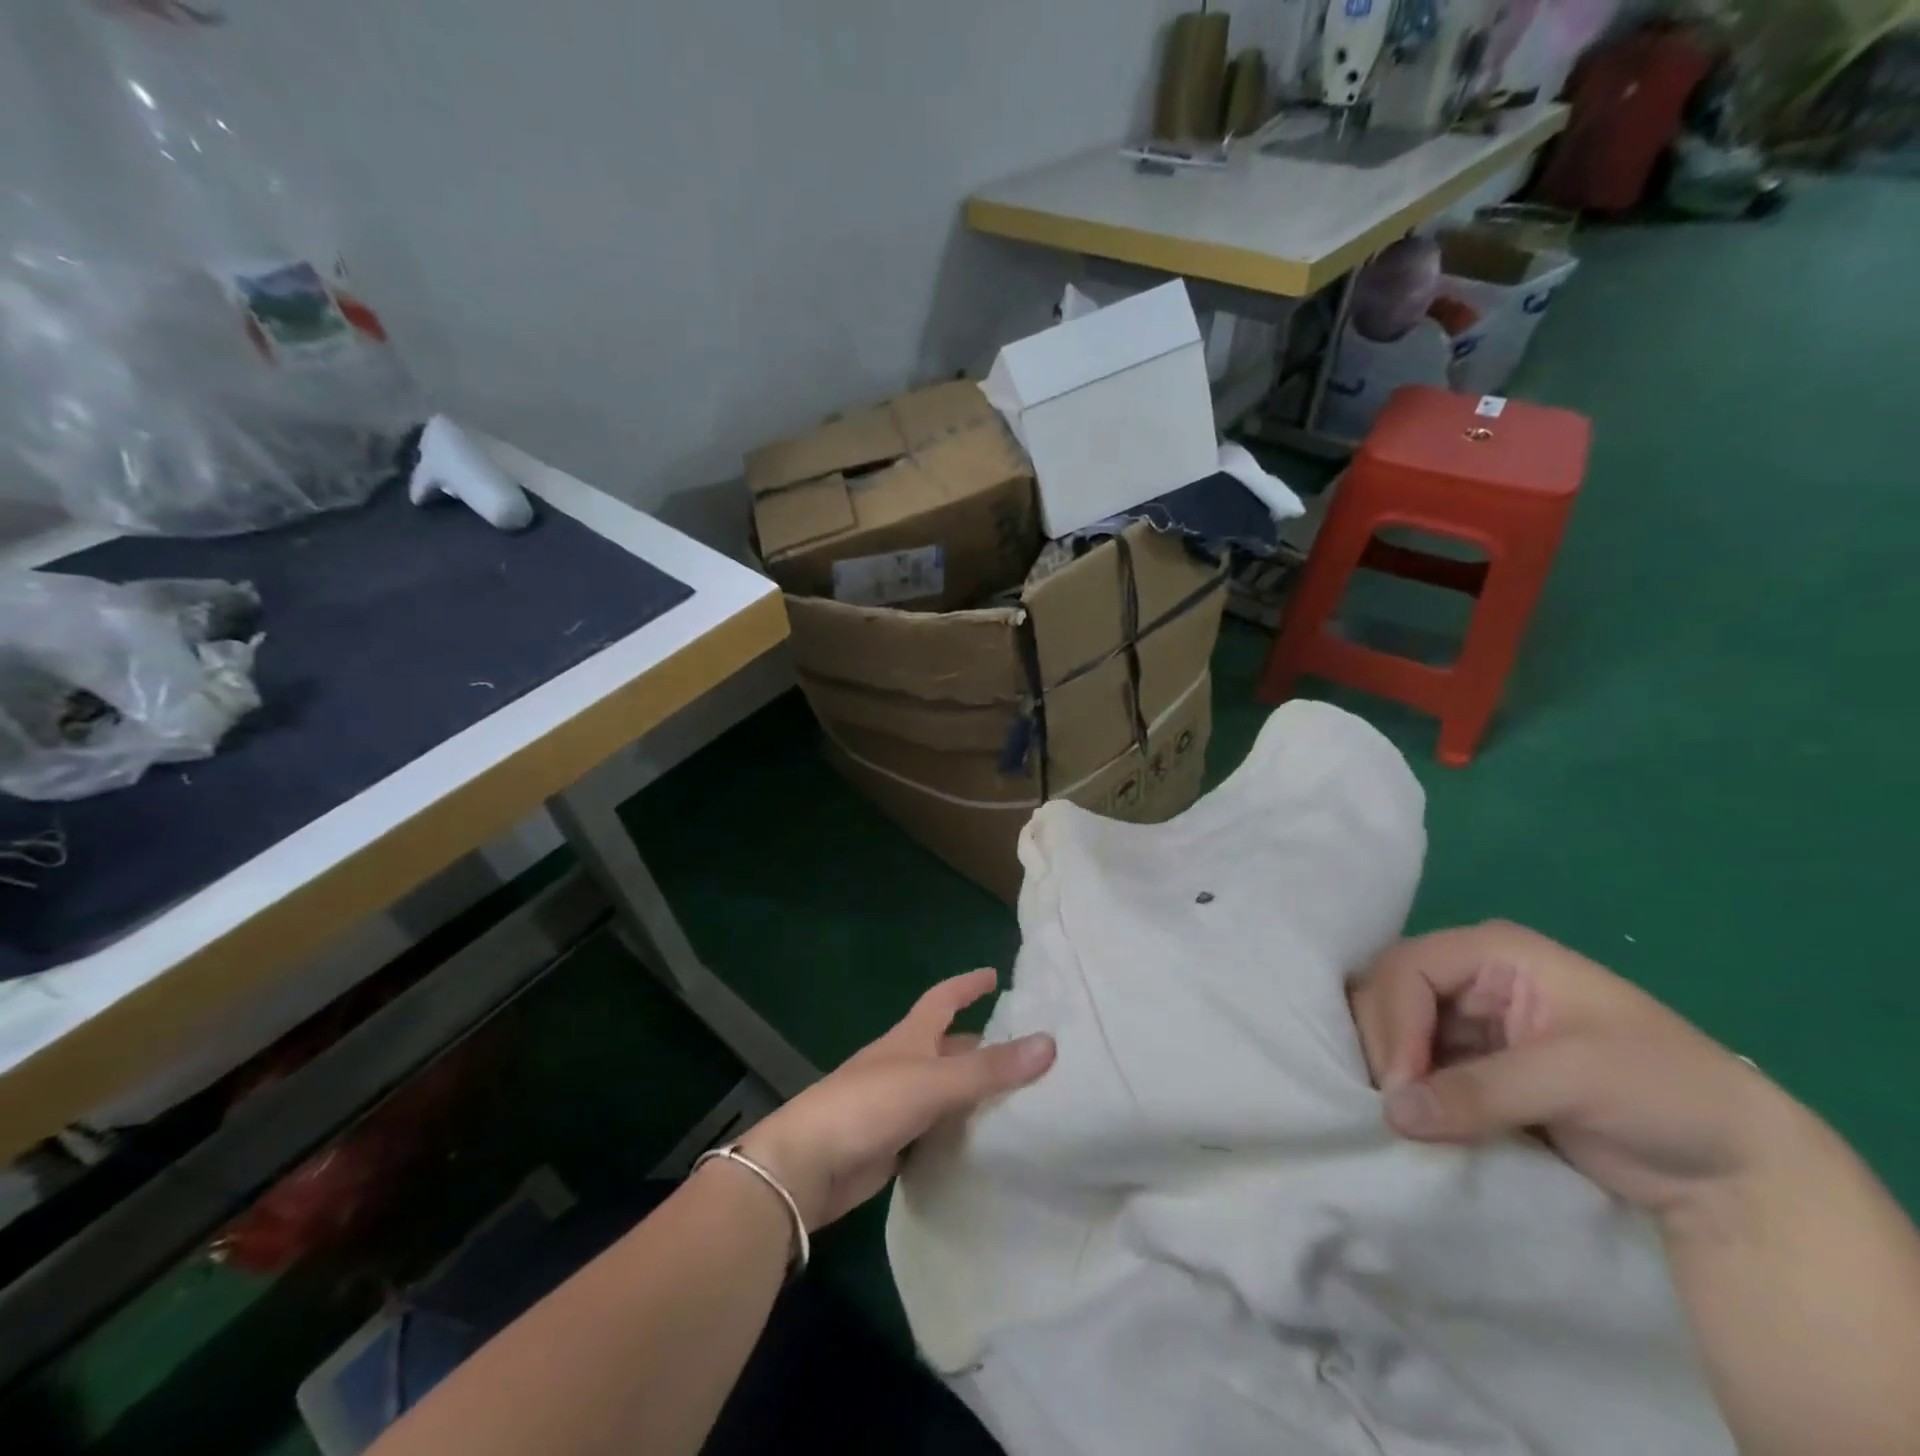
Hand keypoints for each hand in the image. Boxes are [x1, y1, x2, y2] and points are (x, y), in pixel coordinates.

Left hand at [737, 969, 1054, 1230]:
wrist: (808, 1165)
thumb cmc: (869, 1104)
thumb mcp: (934, 1081)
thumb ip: (990, 1068)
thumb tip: (1049, 1043)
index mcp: (911, 1037)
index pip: (944, 998)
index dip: (968, 985)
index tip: (996, 976)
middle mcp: (904, 1063)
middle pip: (948, 1045)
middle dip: (982, 1043)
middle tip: (1027, 1050)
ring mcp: (896, 1104)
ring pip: (945, 1089)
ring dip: (974, 1089)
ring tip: (1020, 1097)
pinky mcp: (893, 1143)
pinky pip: (937, 1128)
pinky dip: (960, 1128)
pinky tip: (985, 1141)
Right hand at [1347, 921, 1788, 1223]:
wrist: (1738, 1173)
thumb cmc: (1668, 1095)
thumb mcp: (1575, 1080)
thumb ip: (1478, 1091)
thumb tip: (1391, 1113)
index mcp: (1495, 952)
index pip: (1409, 968)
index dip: (1394, 1020)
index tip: (1400, 1085)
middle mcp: (1470, 976)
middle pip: (1387, 990)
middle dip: (1384, 1042)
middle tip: (1395, 1104)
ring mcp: (1467, 1019)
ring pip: (1391, 1025)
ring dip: (1387, 1065)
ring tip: (1399, 1112)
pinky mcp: (1470, 1063)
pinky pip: (1412, 1062)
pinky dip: (1403, 1086)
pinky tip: (1408, 1114)